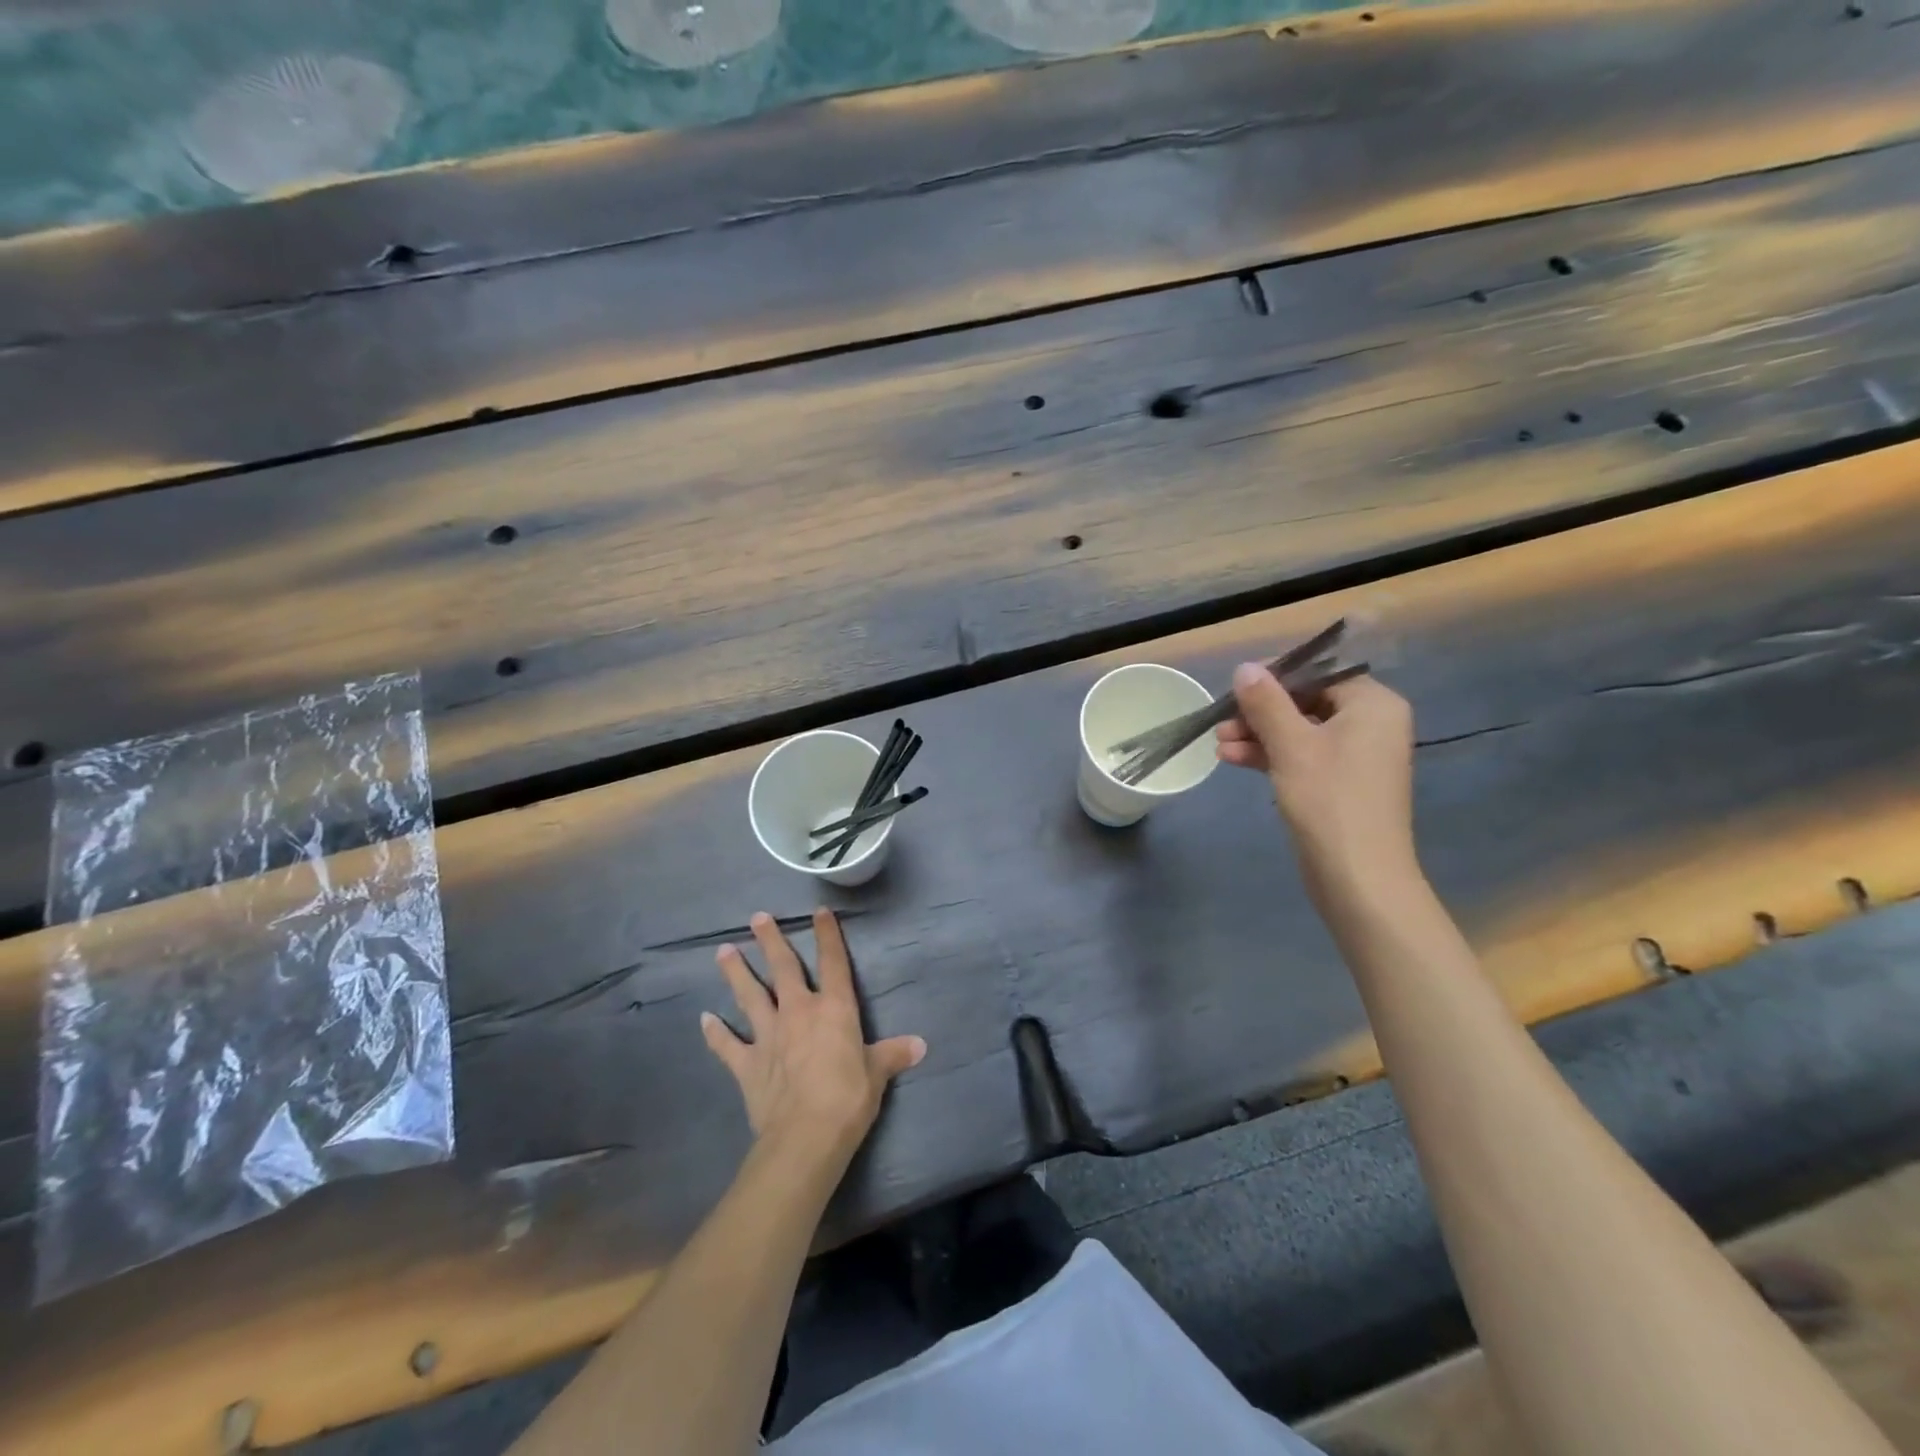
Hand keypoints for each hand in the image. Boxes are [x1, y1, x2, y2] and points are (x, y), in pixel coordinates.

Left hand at [701, 909, 925, 1167]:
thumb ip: (893, 1055)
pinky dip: (715, 1033)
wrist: (804, 1137)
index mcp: (834, 1009)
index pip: (833, 962)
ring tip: (723, 951)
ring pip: (750, 996)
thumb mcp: (877, 1075)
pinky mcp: (747, 1064)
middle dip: (770, 941)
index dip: (827, 936)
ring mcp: (769, 1036)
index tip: (819, 912)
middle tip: (757, 917)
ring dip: (736, 973)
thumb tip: (920, 1045)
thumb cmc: (848, 1099)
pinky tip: (704, 1019)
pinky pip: (728, 1045)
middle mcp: (798, 1012)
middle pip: (783, 969)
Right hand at [1215, 664, 1418, 895]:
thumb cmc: (1329, 801)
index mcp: (1372, 704)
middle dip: (1260, 711)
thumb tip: (1245, 667)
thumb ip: (1267, 702)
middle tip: (1222, 721)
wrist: (1358, 878)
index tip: (1236, 687)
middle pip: (1306, 701)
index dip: (1276, 676)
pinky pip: (1302, 755)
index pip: (1320, 672)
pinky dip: (1270, 755)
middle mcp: (1370, 723)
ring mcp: (1356, 755)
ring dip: (1258, 734)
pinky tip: (1232, 759)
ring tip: (1219, 743)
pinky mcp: (1340, 782)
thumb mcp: (1291, 746)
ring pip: (1299, 730)